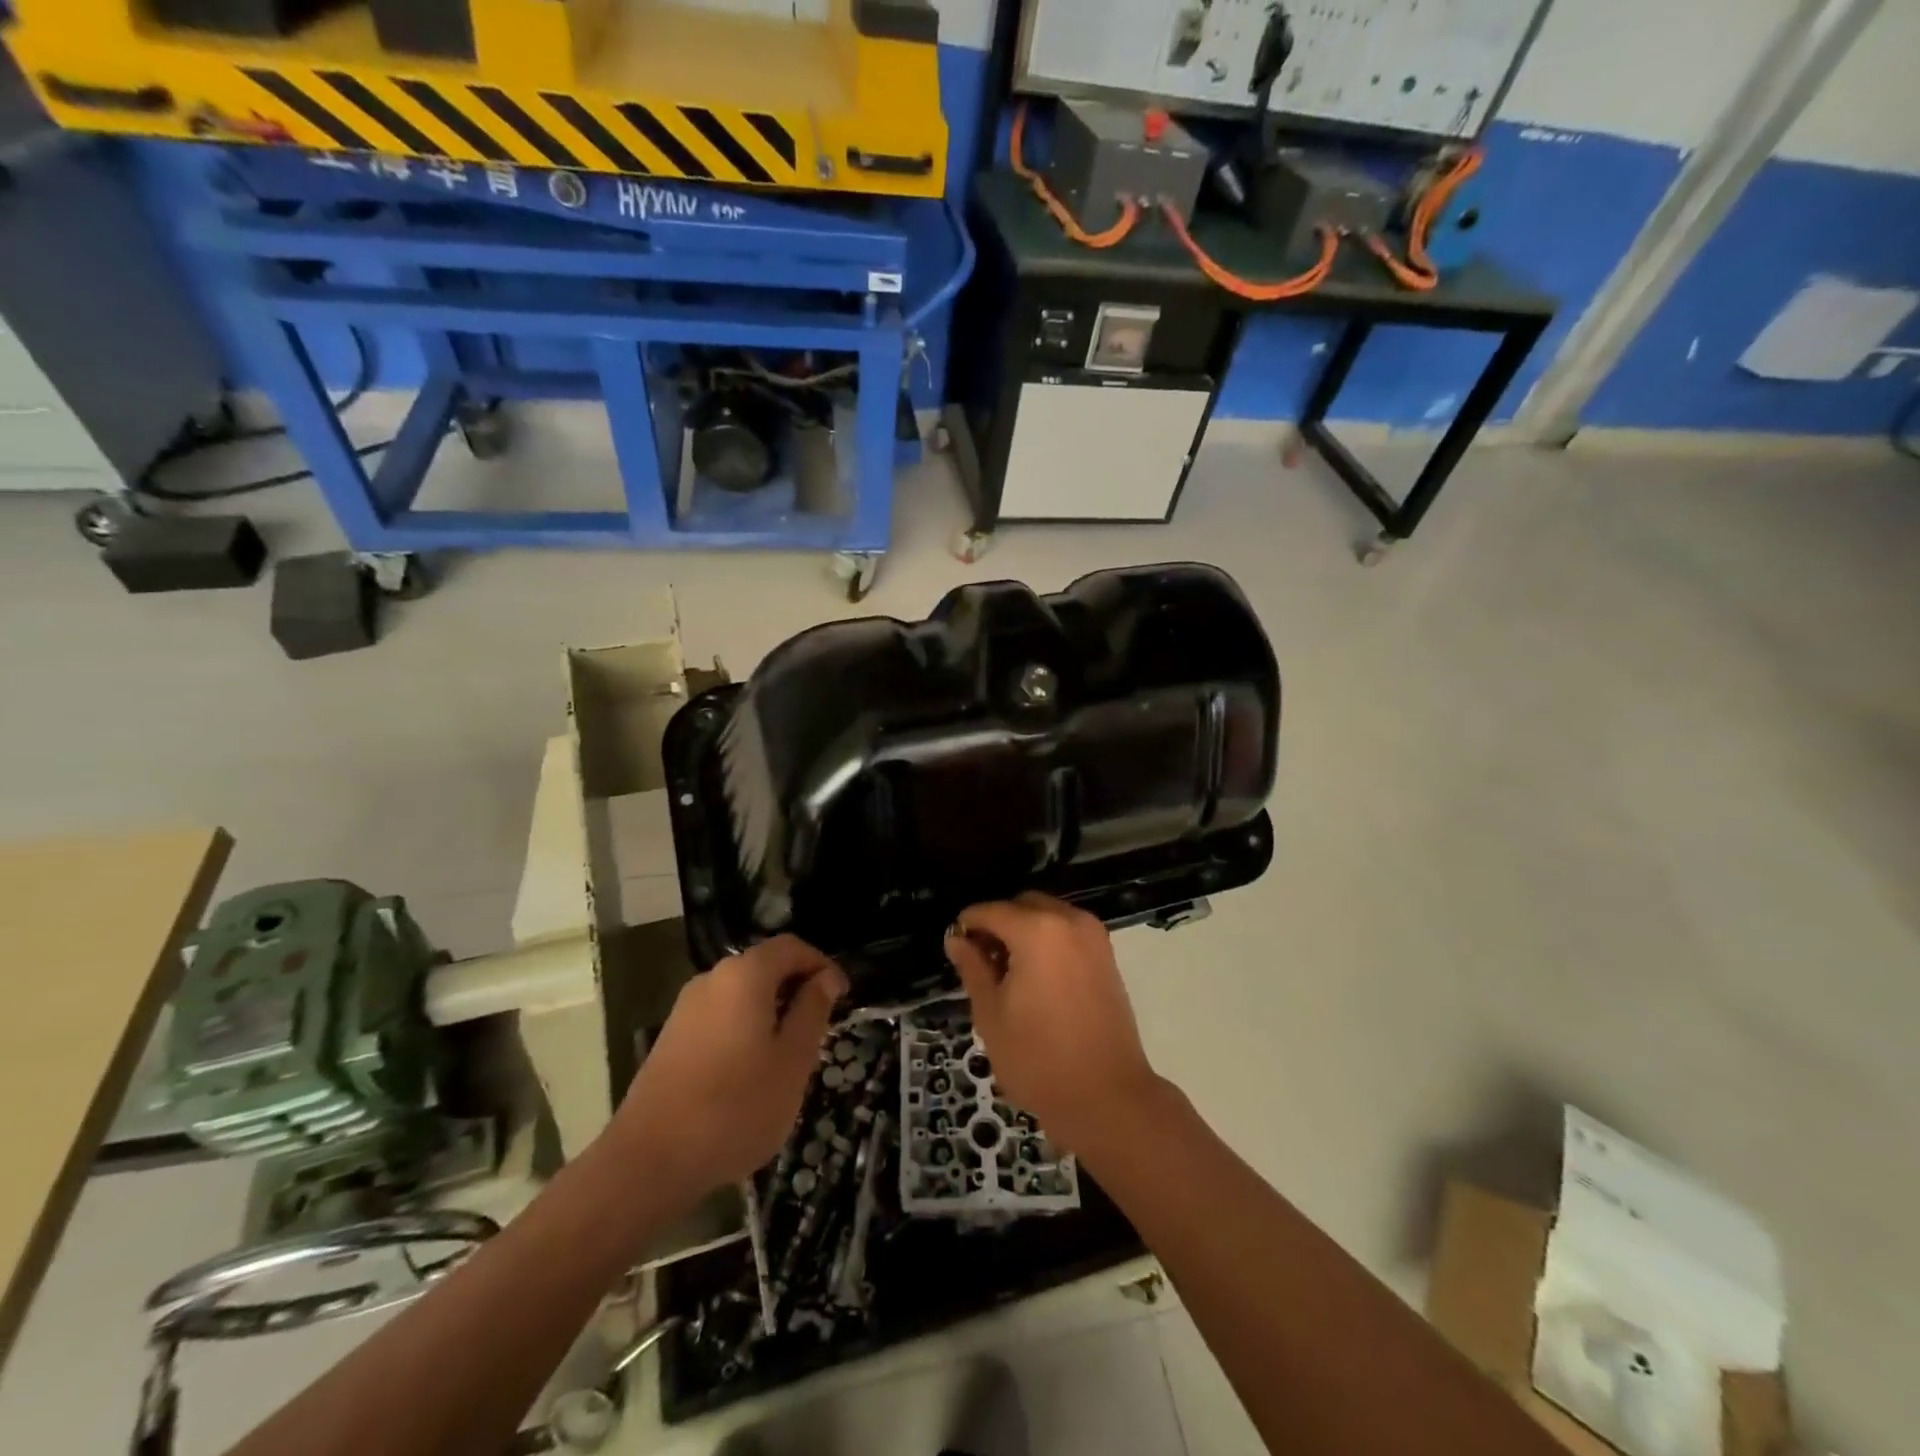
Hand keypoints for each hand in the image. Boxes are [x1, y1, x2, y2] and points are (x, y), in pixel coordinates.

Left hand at [613, 936, 845, 1195]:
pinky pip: (720, 1015)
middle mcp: (712, 979)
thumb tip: (825, 978)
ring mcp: (686, 1007)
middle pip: (765, 966)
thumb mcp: (793, 1061)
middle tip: (820, 1027)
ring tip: (789, 1052)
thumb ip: (812, 1011)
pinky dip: (745, 1027)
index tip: (843, 996)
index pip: (792, 947)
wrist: (649, 1161)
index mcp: (745, 975)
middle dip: (797, 988)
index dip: (822, 964)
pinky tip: (751, 1070)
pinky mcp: (671, 1036)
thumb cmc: (736, 1107)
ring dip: (771, 1010)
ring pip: (742, 993)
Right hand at [944, 894, 1161, 1153]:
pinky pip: (1067, 932)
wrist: (1108, 1097)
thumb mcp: (991, 1014)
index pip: (989, 911)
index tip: (955, 950)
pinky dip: (1047, 941)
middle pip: (1021, 905)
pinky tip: (1036, 978)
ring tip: (1008, 973)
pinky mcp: (1106, 955)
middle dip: (998, 924)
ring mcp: (1093, 936)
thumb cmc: (1038, 1059)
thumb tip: (957, 941)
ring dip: (1024, 931)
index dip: (967, 926)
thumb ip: (972, 968)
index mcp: (1036, 930)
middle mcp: (1068, 920)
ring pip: (1047, 915)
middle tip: (981, 963)